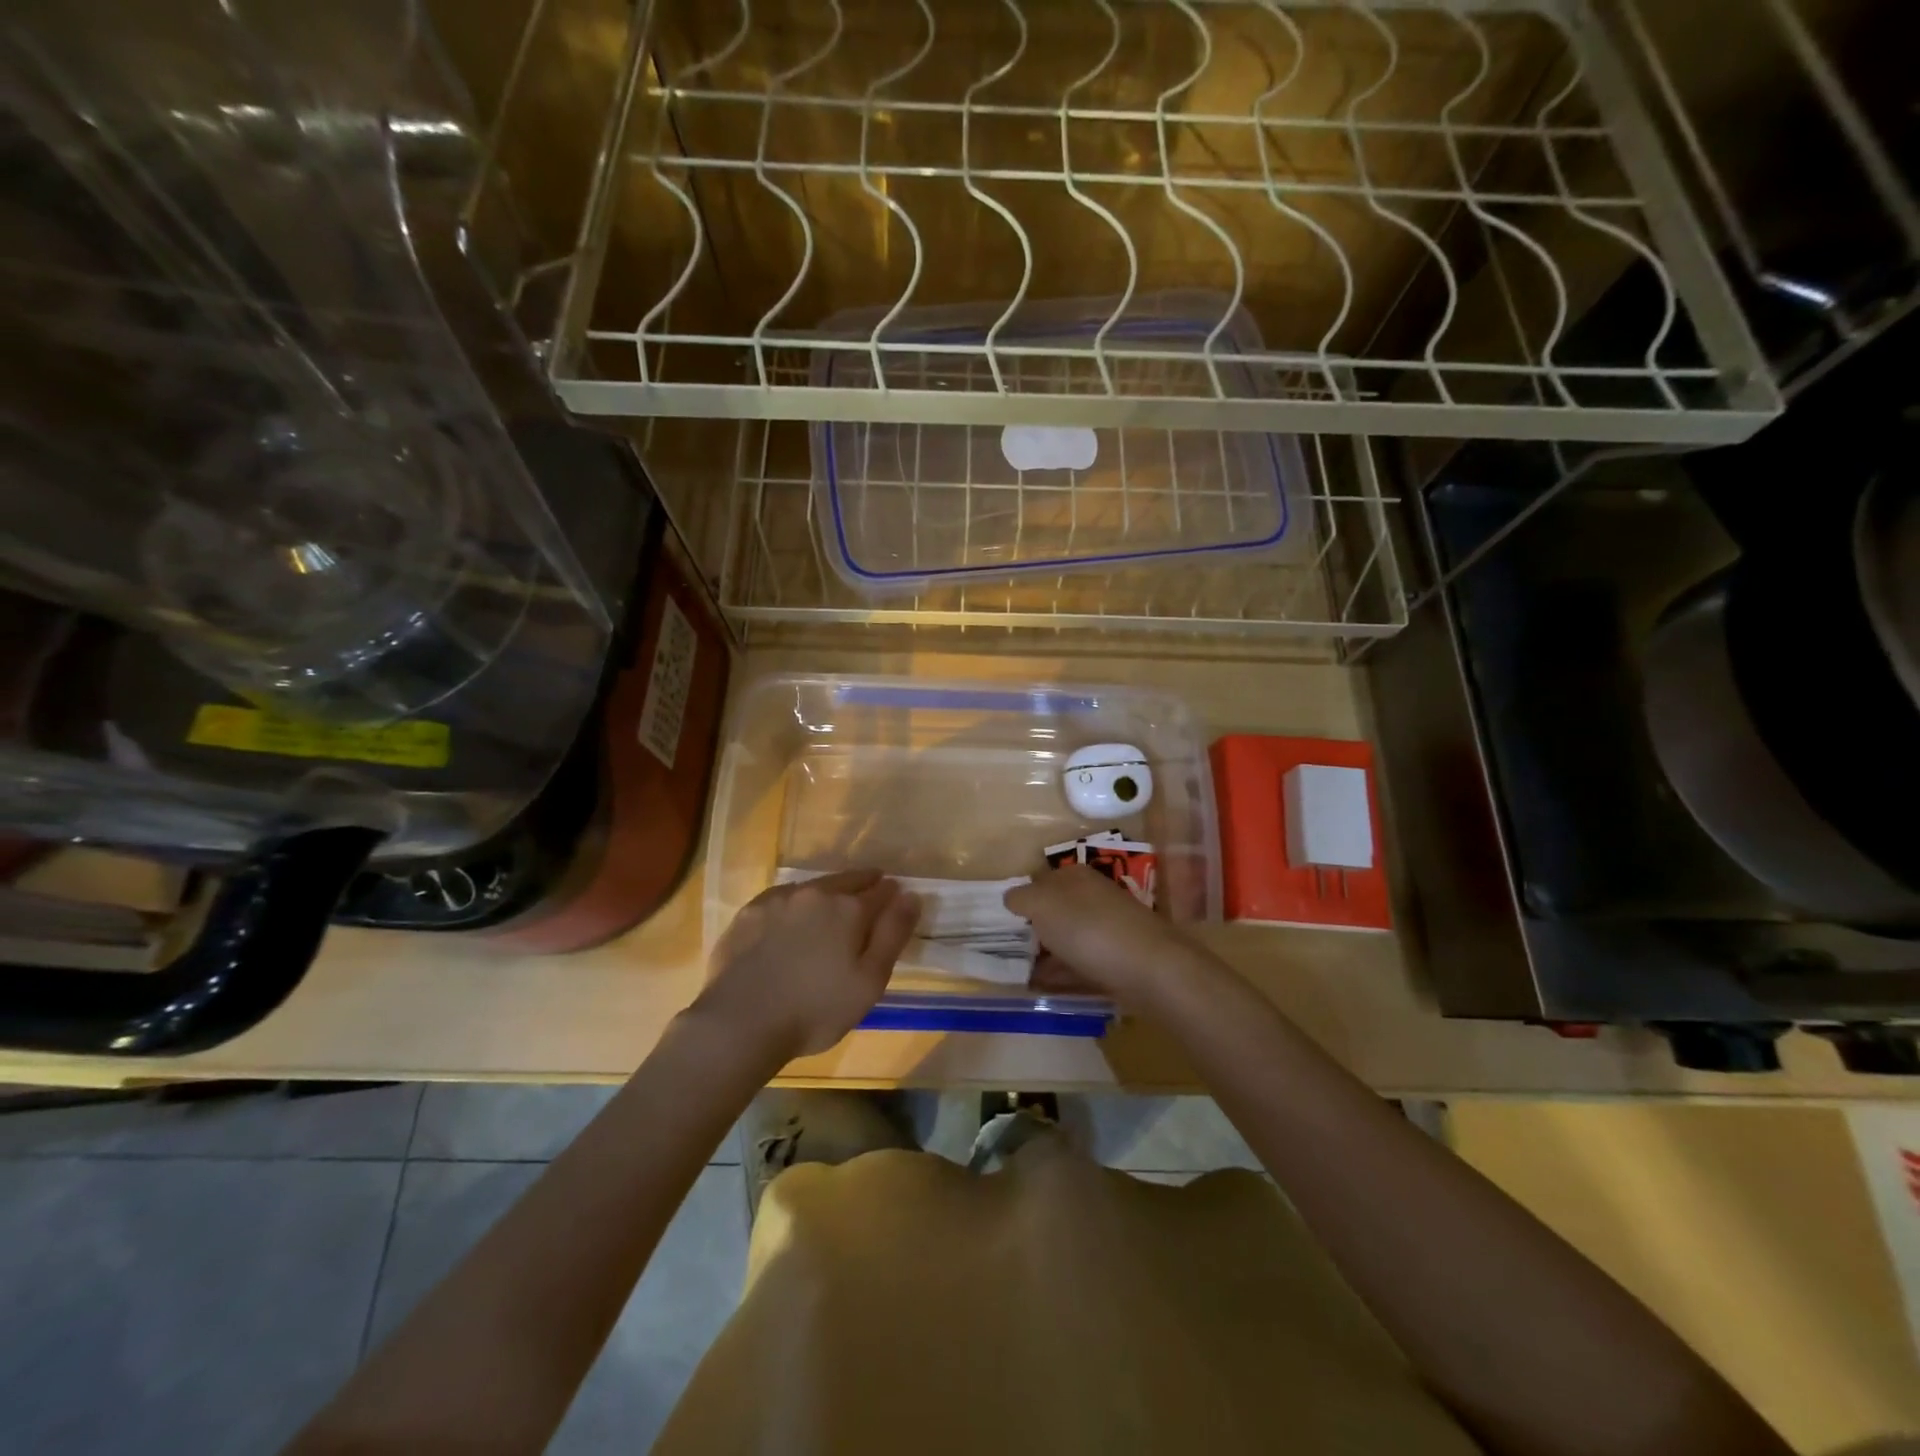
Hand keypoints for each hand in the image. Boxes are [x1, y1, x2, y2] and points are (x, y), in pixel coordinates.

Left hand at [694, 869, 918, 1058]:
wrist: (739, 1023)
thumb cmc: (815, 1010)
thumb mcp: (870, 981)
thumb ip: (893, 934)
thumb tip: (911, 895)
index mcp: (850, 908)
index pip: (882, 891)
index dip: (893, 895)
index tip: (896, 902)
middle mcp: (816, 893)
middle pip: (849, 881)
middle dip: (864, 886)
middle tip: (868, 897)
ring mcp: (779, 899)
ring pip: (815, 887)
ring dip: (828, 894)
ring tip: (830, 911)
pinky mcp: (750, 911)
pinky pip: (783, 899)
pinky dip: (795, 905)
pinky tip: (791, 922)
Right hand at [1003, 864, 1208, 1006]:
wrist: (1148, 968)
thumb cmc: (1088, 928)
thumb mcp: (1042, 904)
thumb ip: (1021, 898)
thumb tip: (1012, 899)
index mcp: (1074, 876)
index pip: (1039, 880)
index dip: (1020, 900)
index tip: (1000, 924)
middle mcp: (1092, 897)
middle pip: (1054, 910)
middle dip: (1033, 928)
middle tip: (1006, 952)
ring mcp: (1107, 928)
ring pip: (1066, 937)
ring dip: (1046, 953)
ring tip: (1019, 973)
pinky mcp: (1116, 959)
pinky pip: (1079, 963)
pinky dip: (1061, 973)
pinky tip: (1043, 987)